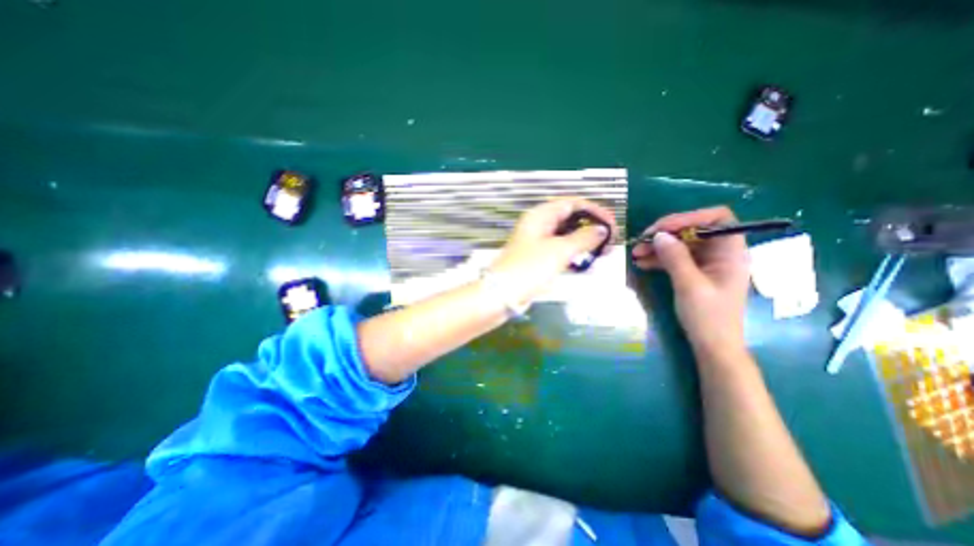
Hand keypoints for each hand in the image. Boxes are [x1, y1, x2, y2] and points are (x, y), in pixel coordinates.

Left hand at [491, 199, 618, 304]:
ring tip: (603, 250)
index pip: (572, 203)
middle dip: (591, 226)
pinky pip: (561, 249)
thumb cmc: (530, 268)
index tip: (612, 224)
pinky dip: (575, 252)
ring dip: (585, 240)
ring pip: (566, 235)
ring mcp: (538, 241)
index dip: (594, 210)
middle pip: (570, 218)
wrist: (504, 293)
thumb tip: (602, 230)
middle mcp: (539, 225)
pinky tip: (587, 260)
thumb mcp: (559, 250)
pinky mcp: (539, 257)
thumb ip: (583, 238)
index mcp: (540, 215)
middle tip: (610, 239)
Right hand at [637, 206, 746, 352]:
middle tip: (641, 242)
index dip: (689, 218)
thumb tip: (659, 235)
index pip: (717, 218)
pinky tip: (642, 263)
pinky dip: (659, 258)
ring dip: (658, 247)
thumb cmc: (708, 317)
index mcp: (731, 252)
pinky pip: (676, 258)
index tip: (662, 229)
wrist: (712, 346)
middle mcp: (720, 253)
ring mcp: (707, 263)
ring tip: (636, 253)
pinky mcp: (695, 272)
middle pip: (693, 230)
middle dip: (666, 234)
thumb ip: (675, 257)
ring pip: (681, 244)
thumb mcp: (689, 285)